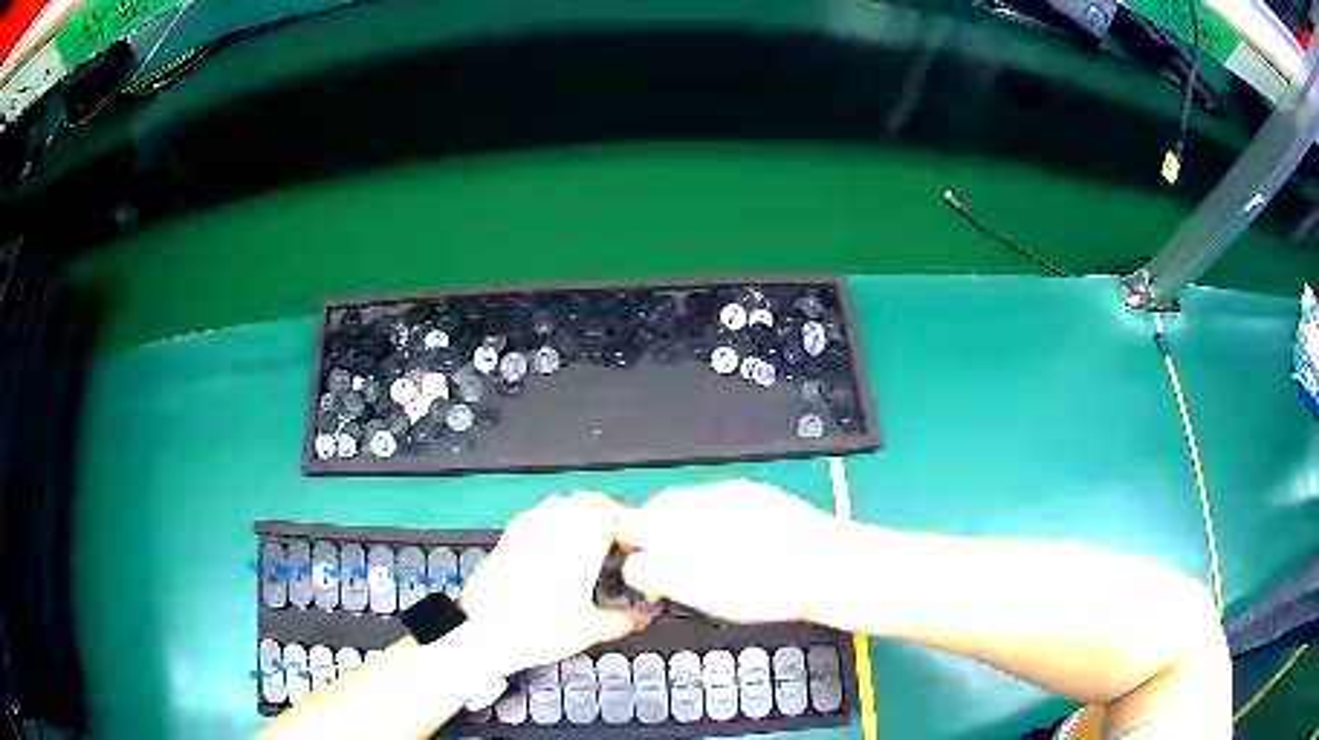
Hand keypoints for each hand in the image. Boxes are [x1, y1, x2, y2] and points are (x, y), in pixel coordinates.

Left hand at [457, 492, 647, 676]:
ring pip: (564, 501)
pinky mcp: (510, 532)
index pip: (615, 513)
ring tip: (587, 539)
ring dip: (580, 512)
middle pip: (590, 500)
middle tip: (616, 539)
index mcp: (582, 544)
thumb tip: (648, 614)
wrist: (482, 631)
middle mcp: (556, 526)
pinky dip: (554, 517)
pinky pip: (539, 511)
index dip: (630, 524)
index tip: (636, 542)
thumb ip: (627, 619)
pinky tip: (555, 542)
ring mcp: (529, 525)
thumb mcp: (591, 630)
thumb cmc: (539, 630)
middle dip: (607, 514)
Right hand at [615, 480, 840, 623]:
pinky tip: (724, 524)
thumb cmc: (772, 594)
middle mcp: (685, 526)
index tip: (641, 569)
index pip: (629, 557)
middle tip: (656, 550)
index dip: (632, 563)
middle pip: (632, 519)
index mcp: (677, 563)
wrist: (821, 565)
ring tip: (694, 537)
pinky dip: (702, 508)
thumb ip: (672, 585)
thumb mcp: (712, 604)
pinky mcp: (736, 487)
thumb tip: (651, 576)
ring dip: (669, 518)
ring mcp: (709, 501)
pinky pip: (702, 493)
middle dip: (637, 534)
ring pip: (666, 502)